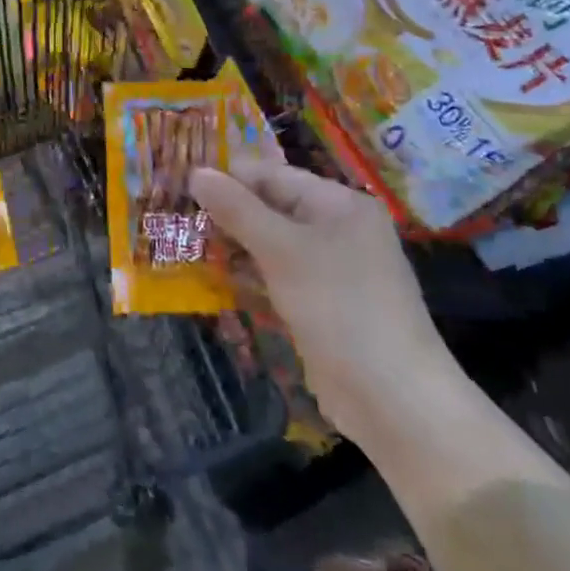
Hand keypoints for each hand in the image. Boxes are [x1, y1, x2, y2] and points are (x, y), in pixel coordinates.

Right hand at [190, 157, 457, 441]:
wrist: (393, 398)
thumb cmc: (339, 307)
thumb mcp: (282, 250)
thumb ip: (237, 209)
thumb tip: (196, 172)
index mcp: (338, 204)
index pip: (272, 175)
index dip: (227, 178)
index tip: (179, 186)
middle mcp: (338, 228)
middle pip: (270, 207)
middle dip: (226, 214)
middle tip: (176, 219)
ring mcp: (331, 268)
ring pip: (271, 243)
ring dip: (232, 246)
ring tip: (184, 246)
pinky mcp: (322, 303)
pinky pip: (278, 275)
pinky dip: (249, 275)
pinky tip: (214, 280)